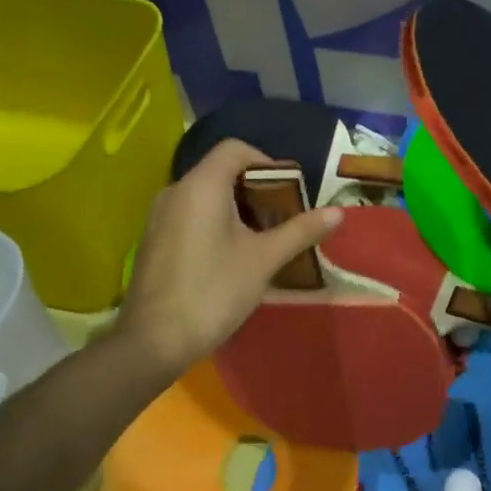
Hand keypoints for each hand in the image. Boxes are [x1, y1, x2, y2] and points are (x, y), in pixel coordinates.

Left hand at [113, 138, 341, 377]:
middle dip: (256, 188)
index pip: (235, 149)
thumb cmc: (213, 291)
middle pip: (220, 170)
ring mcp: (159, 215)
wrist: (153, 341)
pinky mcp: (154, 239)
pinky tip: (231, 255)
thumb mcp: (263, 260)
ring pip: (205, 194)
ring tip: (262, 238)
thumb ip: (300, 231)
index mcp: (202, 185)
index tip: (289, 191)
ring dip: (236, 207)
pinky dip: (214, 221)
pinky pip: (190, 214)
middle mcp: (175, 190)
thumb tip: (338, 213)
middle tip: (282, 217)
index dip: (267, 162)